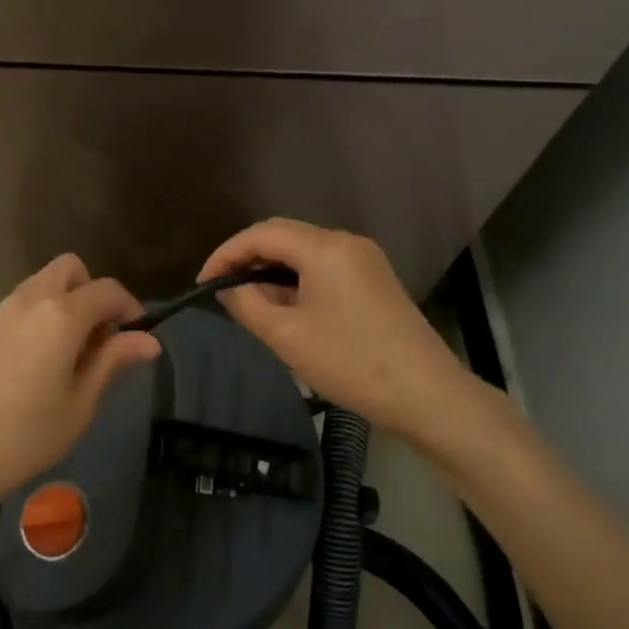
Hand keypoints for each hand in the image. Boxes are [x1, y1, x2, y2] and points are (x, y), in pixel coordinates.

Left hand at [0, 255, 161, 511]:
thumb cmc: (25, 435)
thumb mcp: (80, 403)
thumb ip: (113, 361)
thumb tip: (149, 340)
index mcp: (61, 315)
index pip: (106, 290)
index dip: (129, 306)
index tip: (136, 334)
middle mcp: (28, 301)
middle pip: (69, 269)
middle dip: (91, 292)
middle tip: (97, 338)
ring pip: (39, 285)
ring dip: (62, 303)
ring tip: (65, 355)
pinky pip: (16, 307)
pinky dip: (35, 318)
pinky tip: (30, 365)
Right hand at [200, 219, 503, 456]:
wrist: (427, 395)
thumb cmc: (350, 362)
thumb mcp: (286, 336)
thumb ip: (247, 304)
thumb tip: (228, 287)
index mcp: (324, 248)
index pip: (261, 234)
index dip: (226, 253)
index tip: (202, 282)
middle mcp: (346, 242)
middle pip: (284, 236)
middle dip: (247, 259)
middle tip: (221, 290)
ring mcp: (365, 260)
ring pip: (304, 253)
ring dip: (272, 272)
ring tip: (249, 304)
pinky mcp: (375, 280)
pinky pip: (324, 268)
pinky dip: (297, 281)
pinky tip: (286, 309)